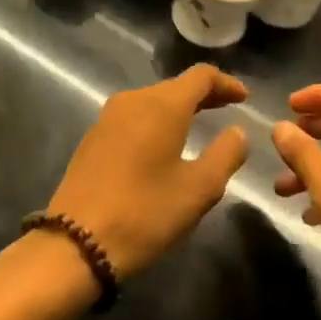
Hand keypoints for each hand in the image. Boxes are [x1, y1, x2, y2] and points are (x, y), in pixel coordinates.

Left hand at [45, 65, 249, 277]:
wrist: (76, 243)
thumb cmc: (146, 212)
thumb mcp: (199, 188)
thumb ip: (226, 153)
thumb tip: (237, 131)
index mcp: (162, 105)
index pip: (201, 76)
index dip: (226, 83)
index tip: (244, 98)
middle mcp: (133, 101)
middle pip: (175, 86)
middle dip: (204, 95)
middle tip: (228, 110)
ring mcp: (107, 118)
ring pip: (152, 102)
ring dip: (178, 109)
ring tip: (199, 127)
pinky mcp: (93, 139)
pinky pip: (134, 118)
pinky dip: (156, 122)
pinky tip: (164, 145)